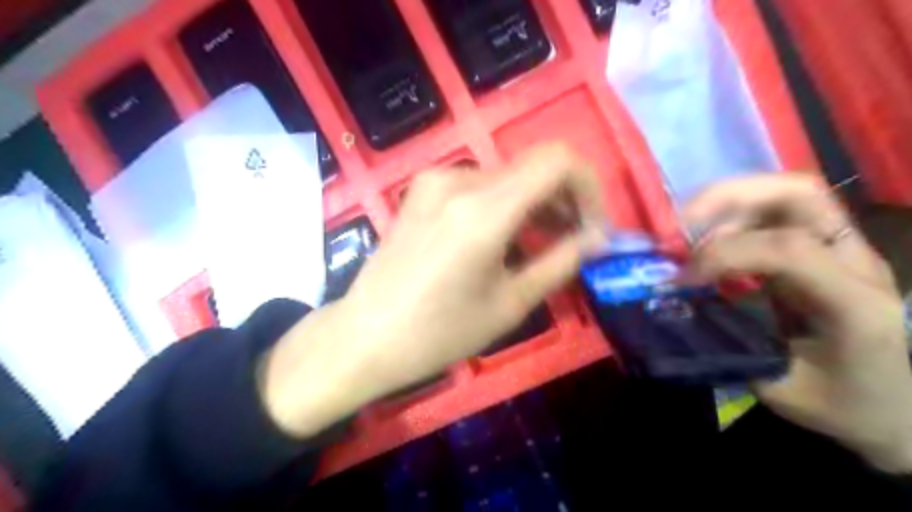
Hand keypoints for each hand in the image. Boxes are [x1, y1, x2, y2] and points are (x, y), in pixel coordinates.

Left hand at [261, 146, 606, 438]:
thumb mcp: (510, 304)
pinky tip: (503, 238)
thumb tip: (598, 238)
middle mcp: (458, 180)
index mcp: (483, 210)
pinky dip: (504, 204)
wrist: (365, 335)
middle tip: (574, 240)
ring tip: (541, 243)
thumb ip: (560, 262)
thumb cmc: (439, 332)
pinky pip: (479, 185)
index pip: (557, 161)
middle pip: (533, 167)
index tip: (592, 225)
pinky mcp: (421, 189)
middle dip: (564, 199)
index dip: (588, 186)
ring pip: (507, 177)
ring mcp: (435, 180)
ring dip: (534, 204)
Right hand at [684, 172, 911, 472]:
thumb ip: (729, 345)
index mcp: (855, 303)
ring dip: (726, 205)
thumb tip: (676, 309)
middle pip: (799, 193)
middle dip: (728, 198)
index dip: (724, 255)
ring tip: (687, 231)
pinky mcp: (821, 251)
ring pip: (785, 194)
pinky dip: (732, 219)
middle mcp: (855, 262)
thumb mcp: (780, 389)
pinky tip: (708, 244)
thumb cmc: (845, 405)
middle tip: (680, 225)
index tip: (681, 280)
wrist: (897, 408)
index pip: (788, 249)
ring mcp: (841, 250)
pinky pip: (774, 215)